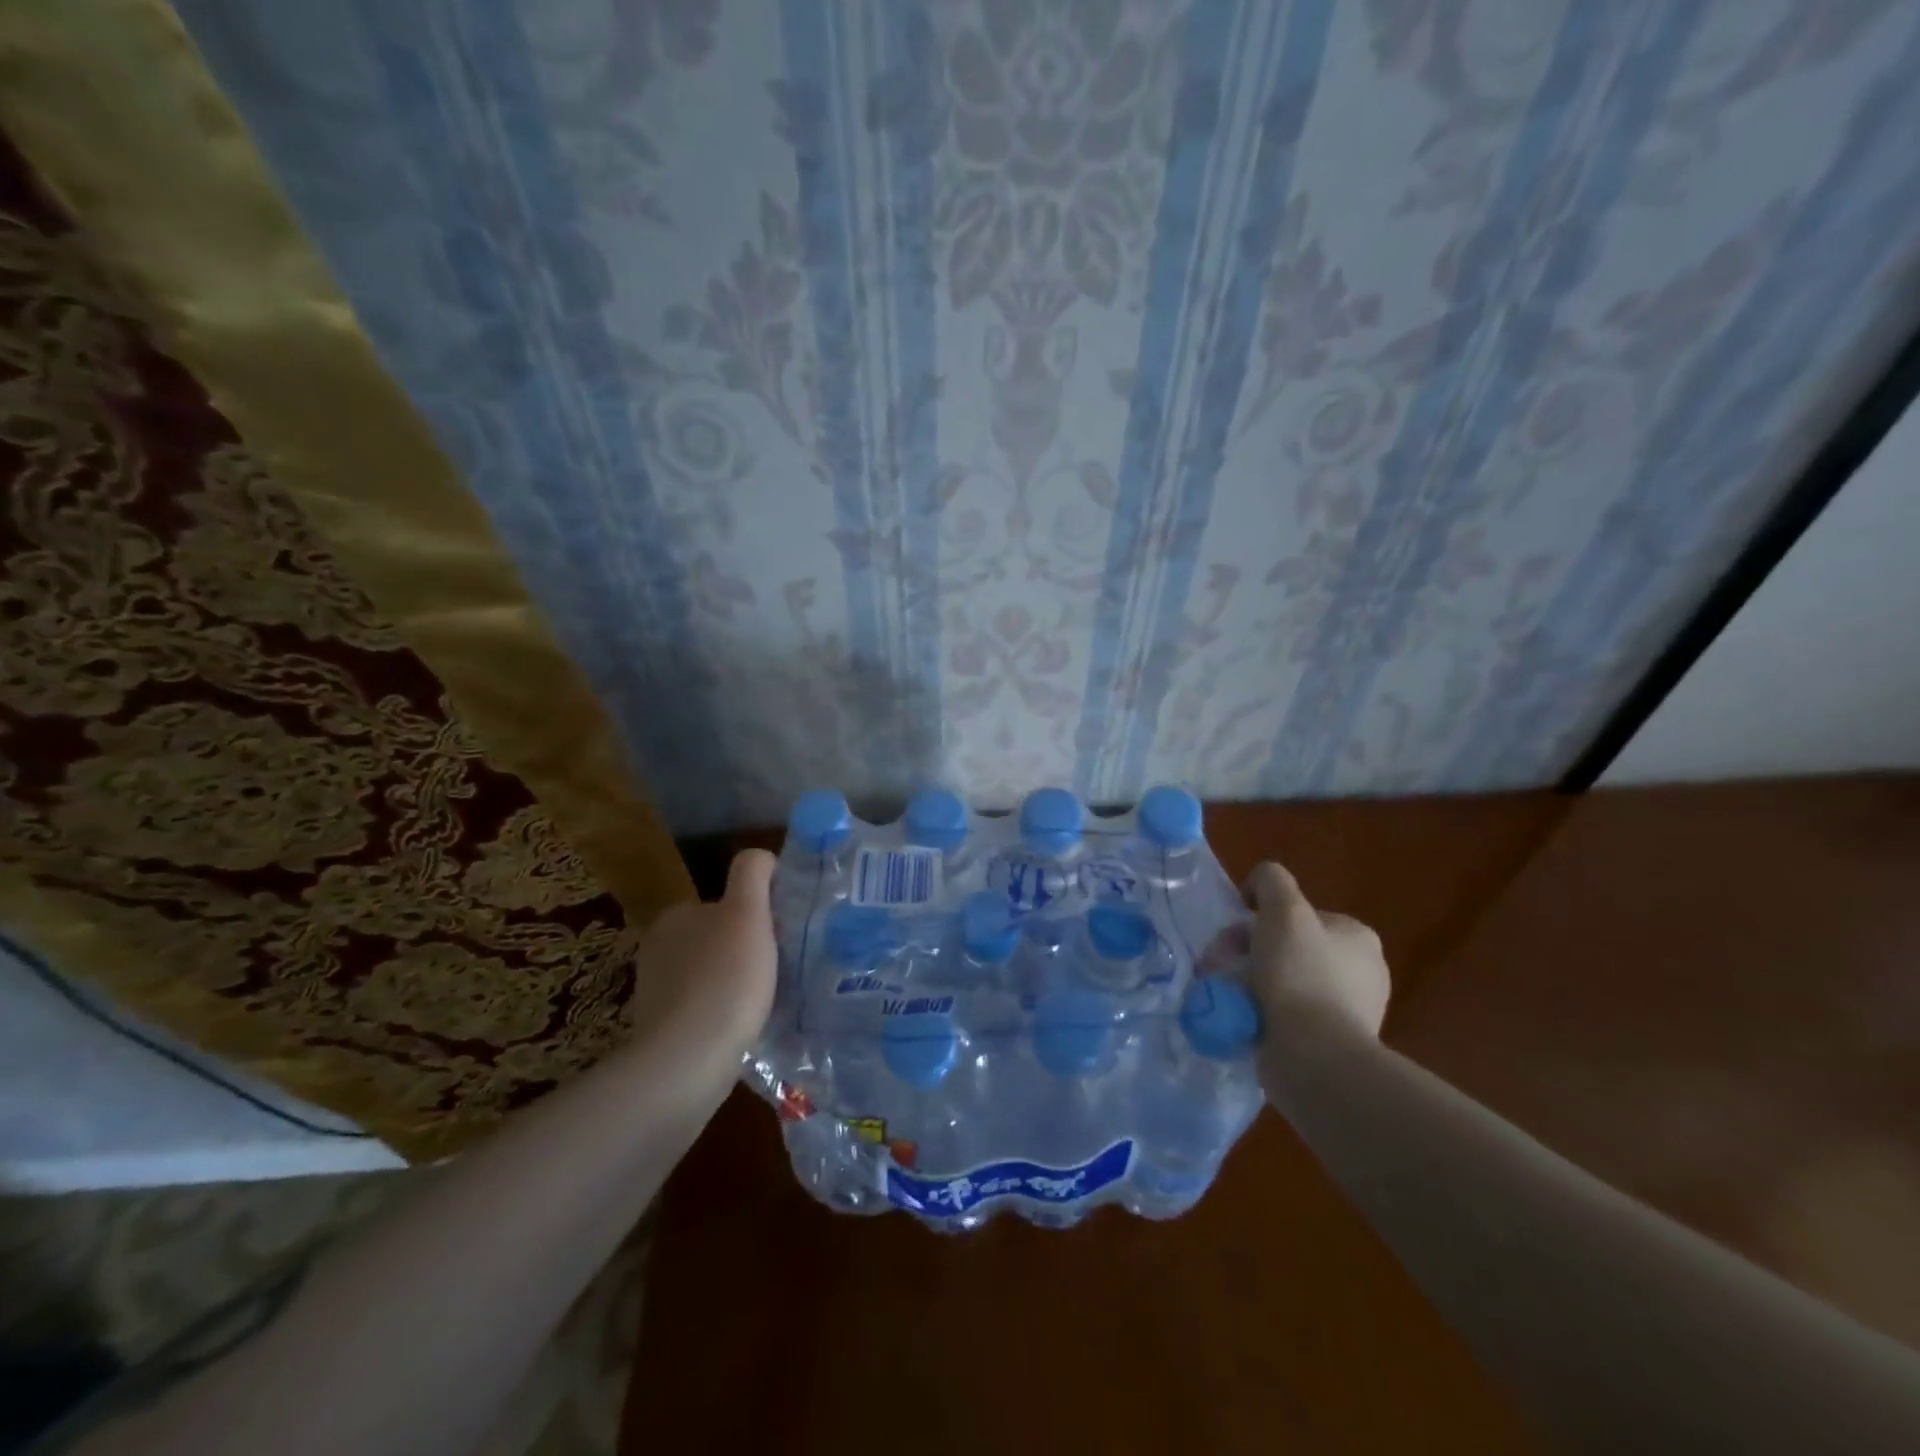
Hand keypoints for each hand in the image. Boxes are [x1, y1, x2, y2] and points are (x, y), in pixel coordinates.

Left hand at [623, 849, 778, 1087]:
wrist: (687, 1064)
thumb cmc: (725, 979)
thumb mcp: (748, 913)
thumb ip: (753, 874)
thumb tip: (761, 857)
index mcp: (675, 917)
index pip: (723, 904)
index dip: (755, 916)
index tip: (779, 936)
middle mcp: (658, 949)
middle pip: (717, 939)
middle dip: (746, 950)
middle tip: (779, 969)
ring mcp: (655, 994)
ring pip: (711, 976)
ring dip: (736, 984)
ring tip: (767, 1002)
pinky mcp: (660, 1032)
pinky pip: (703, 1011)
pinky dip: (724, 1014)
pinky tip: (744, 1028)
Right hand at [1242, 861, 1390, 1043]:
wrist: (1313, 1059)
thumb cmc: (1299, 976)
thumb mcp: (1283, 909)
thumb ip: (1271, 881)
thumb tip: (1258, 887)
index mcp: (1357, 938)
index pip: (1297, 915)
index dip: (1259, 919)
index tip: (1235, 938)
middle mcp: (1361, 972)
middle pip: (1286, 947)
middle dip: (1247, 953)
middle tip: (1219, 967)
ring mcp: (1348, 1011)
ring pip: (1281, 981)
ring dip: (1248, 983)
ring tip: (1226, 995)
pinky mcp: (1329, 1044)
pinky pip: (1284, 1016)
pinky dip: (1260, 1013)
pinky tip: (1244, 1018)